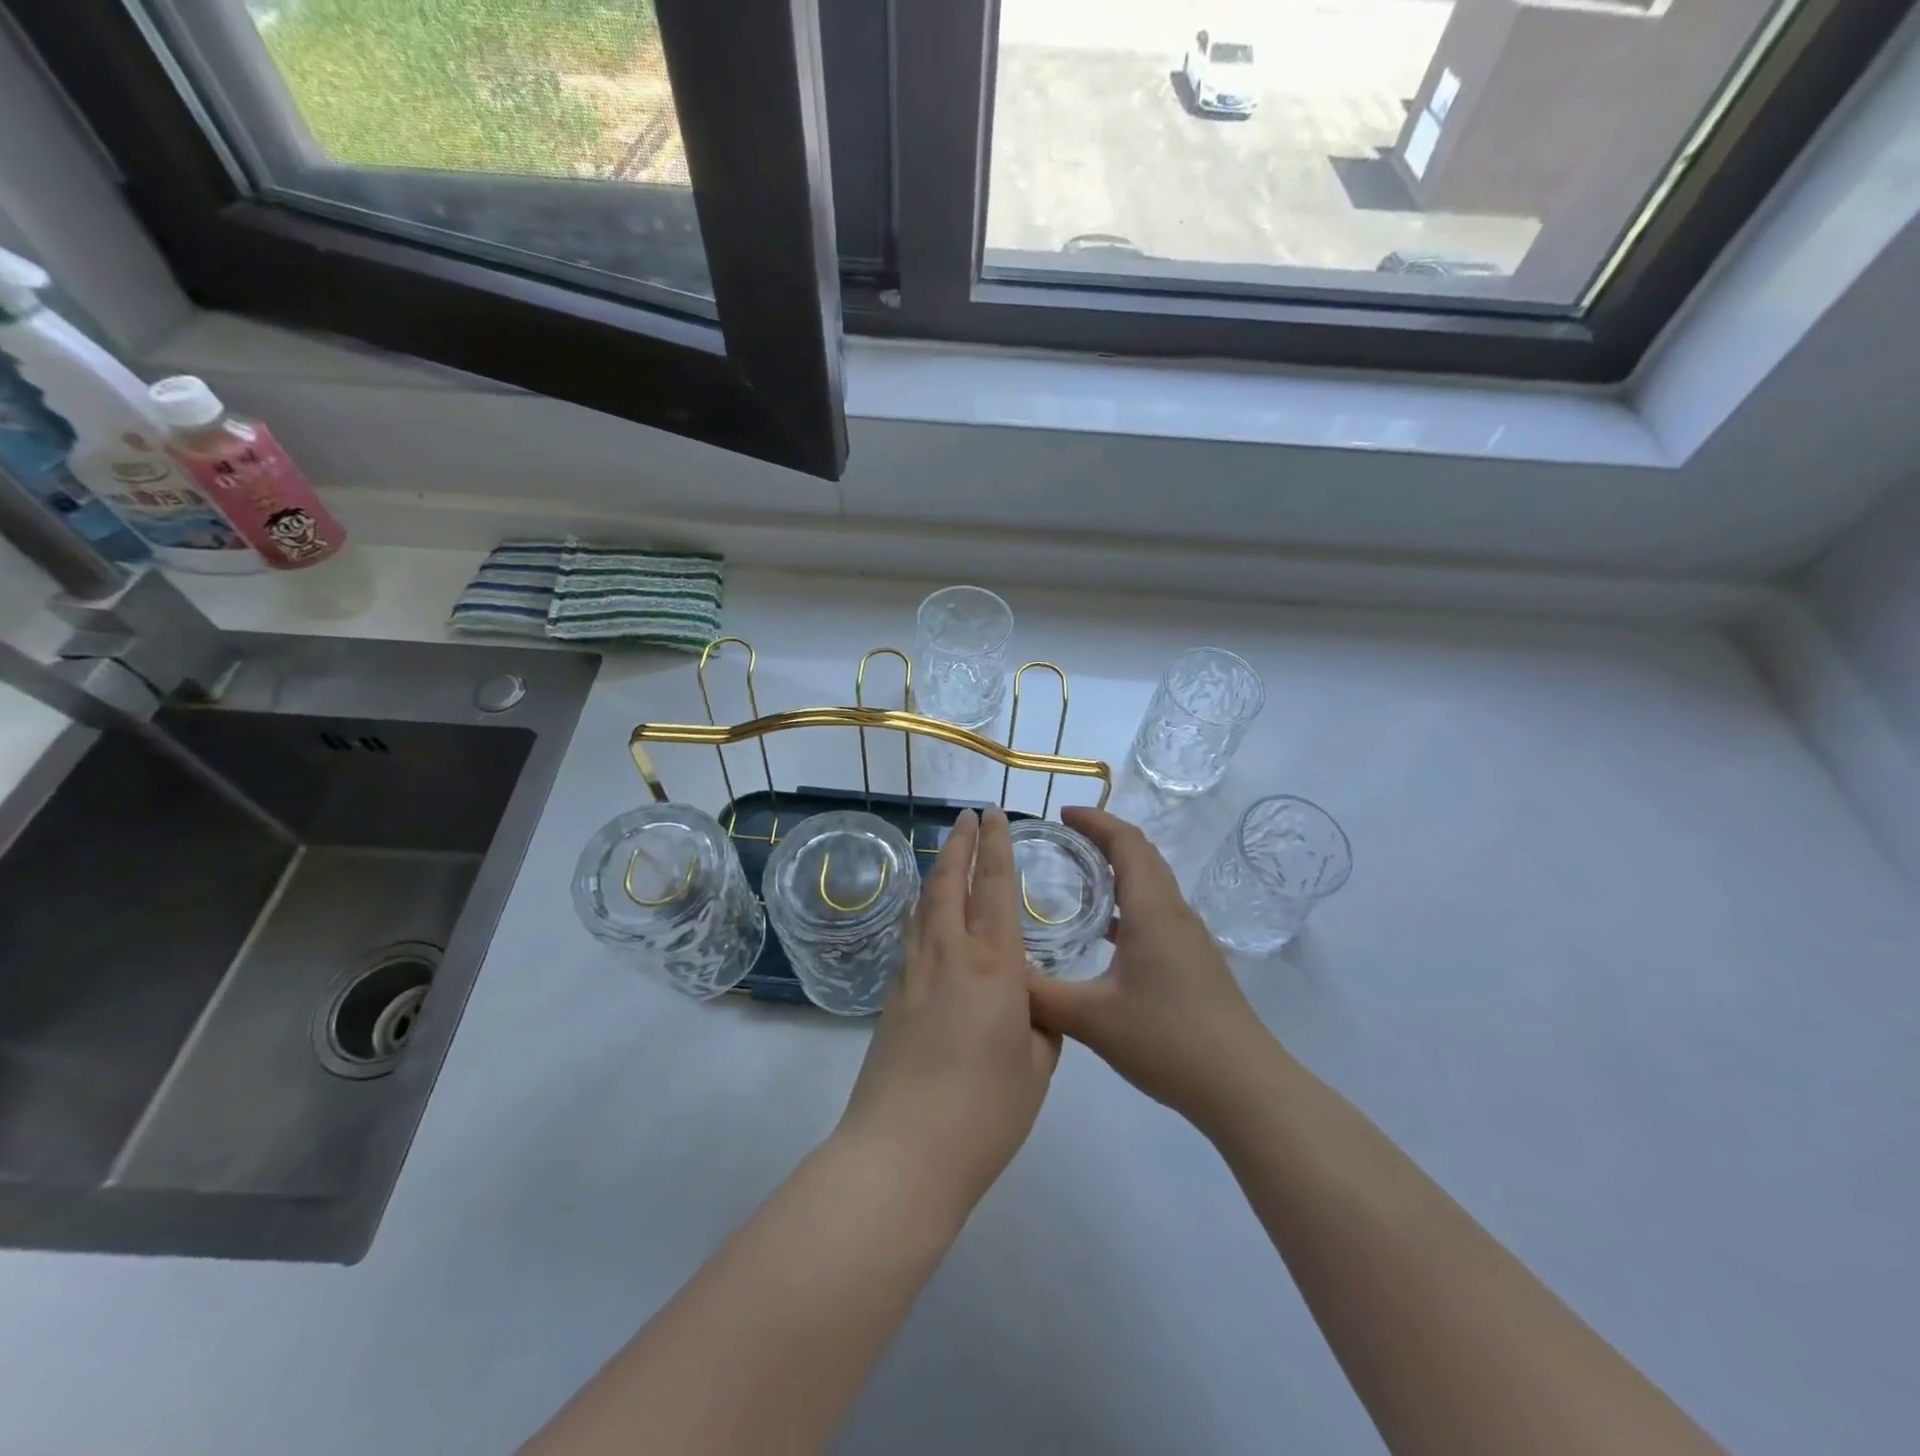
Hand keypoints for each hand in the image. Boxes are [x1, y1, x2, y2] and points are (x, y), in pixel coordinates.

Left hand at [835, 808, 1060, 1219]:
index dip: (996, 845)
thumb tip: (1029, 1006)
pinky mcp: (891, 997)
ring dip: (938, 871)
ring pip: (925, 905)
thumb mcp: (1037, 1068)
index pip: (994, 886)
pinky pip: (912, 936)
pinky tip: (927, 917)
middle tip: (967, 815)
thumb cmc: (985, 1111)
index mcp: (994, 965)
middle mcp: (949, 954)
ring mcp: (913, 973)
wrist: (902, 1152)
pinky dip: (923, 911)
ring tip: (947, 854)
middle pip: (950, 881)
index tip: (994, 814)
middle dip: (960, 843)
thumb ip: (1040, 1026)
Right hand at [1029, 807, 1270, 1121]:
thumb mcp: (1092, 1019)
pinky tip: (1103, 934)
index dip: (1095, 821)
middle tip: (1062, 839)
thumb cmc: (1168, 1040)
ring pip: (1151, 885)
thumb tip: (1001, 974)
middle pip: (1142, 856)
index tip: (1061, 814)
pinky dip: (1127, 904)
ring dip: (1118, 870)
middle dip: (1104, 838)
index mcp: (1152, 910)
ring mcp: (1188, 938)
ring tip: (1076, 877)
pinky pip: (1155, 913)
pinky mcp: (1193, 962)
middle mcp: (1174, 913)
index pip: (1126, 843)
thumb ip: (1041, 996)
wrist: (1243, 1087)